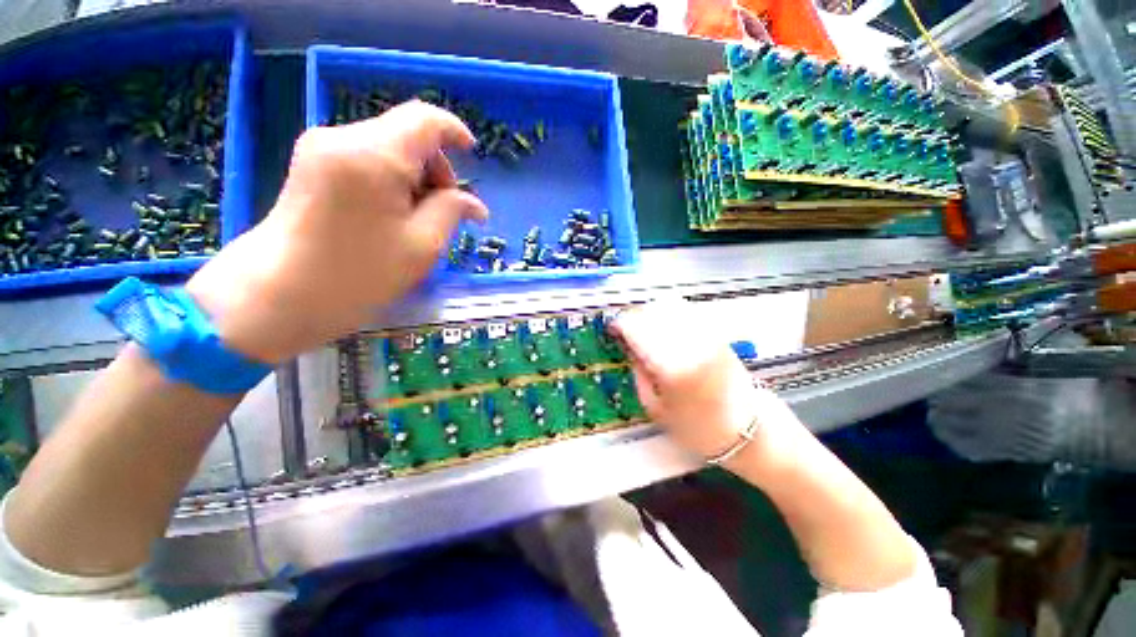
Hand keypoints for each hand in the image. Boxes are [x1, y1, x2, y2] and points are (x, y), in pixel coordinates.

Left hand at [186, 102, 488, 363]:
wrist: (281, 294)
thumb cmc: (360, 273)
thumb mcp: (422, 245)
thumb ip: (452, 211)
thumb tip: (475, 204)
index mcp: (374, 155)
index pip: (424, 119)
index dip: (454, 131)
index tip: (472, 154)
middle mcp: (343, 137)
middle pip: (406, 134)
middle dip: (434, 168)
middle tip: (444, 211)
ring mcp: (321, 148)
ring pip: (387, 147)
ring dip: (414, 177)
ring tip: (417, 219)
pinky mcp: (312, 163)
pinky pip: (365, 158)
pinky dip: (390, 179)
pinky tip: (392, 213)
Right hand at [610, 300, 793, 460]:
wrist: (750, 431)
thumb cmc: (698, 428)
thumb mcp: (656, 408)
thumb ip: (639, 372)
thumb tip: (629, 346)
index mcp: (672, 366)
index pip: (636, 327)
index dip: (620, 324)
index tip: (613, 331)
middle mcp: (690, 342)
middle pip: (651, 311)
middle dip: (634, 318)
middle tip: (626, 332)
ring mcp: (706, 334)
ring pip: (668, 306)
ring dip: (651, 314)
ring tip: (645, 329)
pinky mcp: (717, 333)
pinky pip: (686, 310)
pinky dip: (669, 313)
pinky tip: (665, 327)